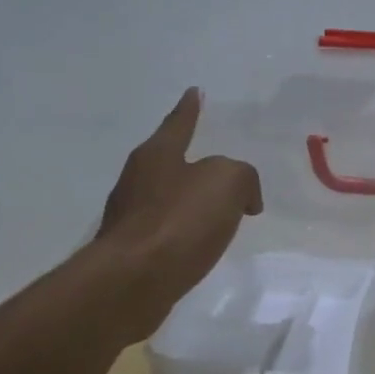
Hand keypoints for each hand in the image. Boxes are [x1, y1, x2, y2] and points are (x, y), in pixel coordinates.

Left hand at [90, 88, 263, 343]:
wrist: (133, 281)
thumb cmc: (180, 221)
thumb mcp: (228, 182)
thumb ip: (242, 177)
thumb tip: (244, 199)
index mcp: (157, 154)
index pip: (179, 122)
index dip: (190, 108)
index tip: (195, 91)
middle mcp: (137, 179)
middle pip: (169, 161)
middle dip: (193, 161)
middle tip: (218, 164)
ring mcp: (130, 216)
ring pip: (167, 198)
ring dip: (191, 200)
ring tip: (217, 209)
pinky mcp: (131, 250)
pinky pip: (167, 231)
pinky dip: (185, 231)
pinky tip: (200, 243)